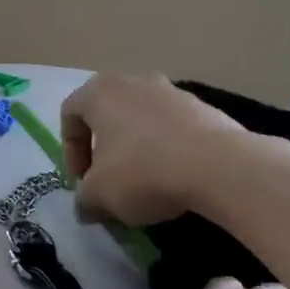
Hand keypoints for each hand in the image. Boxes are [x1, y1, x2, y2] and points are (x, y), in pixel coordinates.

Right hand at [59, 74, 250, 225]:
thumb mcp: (99, 195)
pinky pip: (172, 129)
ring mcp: (172, 91)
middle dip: (103, 150)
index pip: (70, 114)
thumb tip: (85, 206)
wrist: (219, 166)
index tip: (81, 182)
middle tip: (107, 182)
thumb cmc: (143, 172)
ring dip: (135, 150)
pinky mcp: (203, 107)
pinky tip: (174, 179)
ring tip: (143, 184)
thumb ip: (83, 199)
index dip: (69, 152)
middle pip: (107, 114)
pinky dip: (166, 150)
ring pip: (141, 121)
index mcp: (100, 92)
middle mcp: (133, 82)